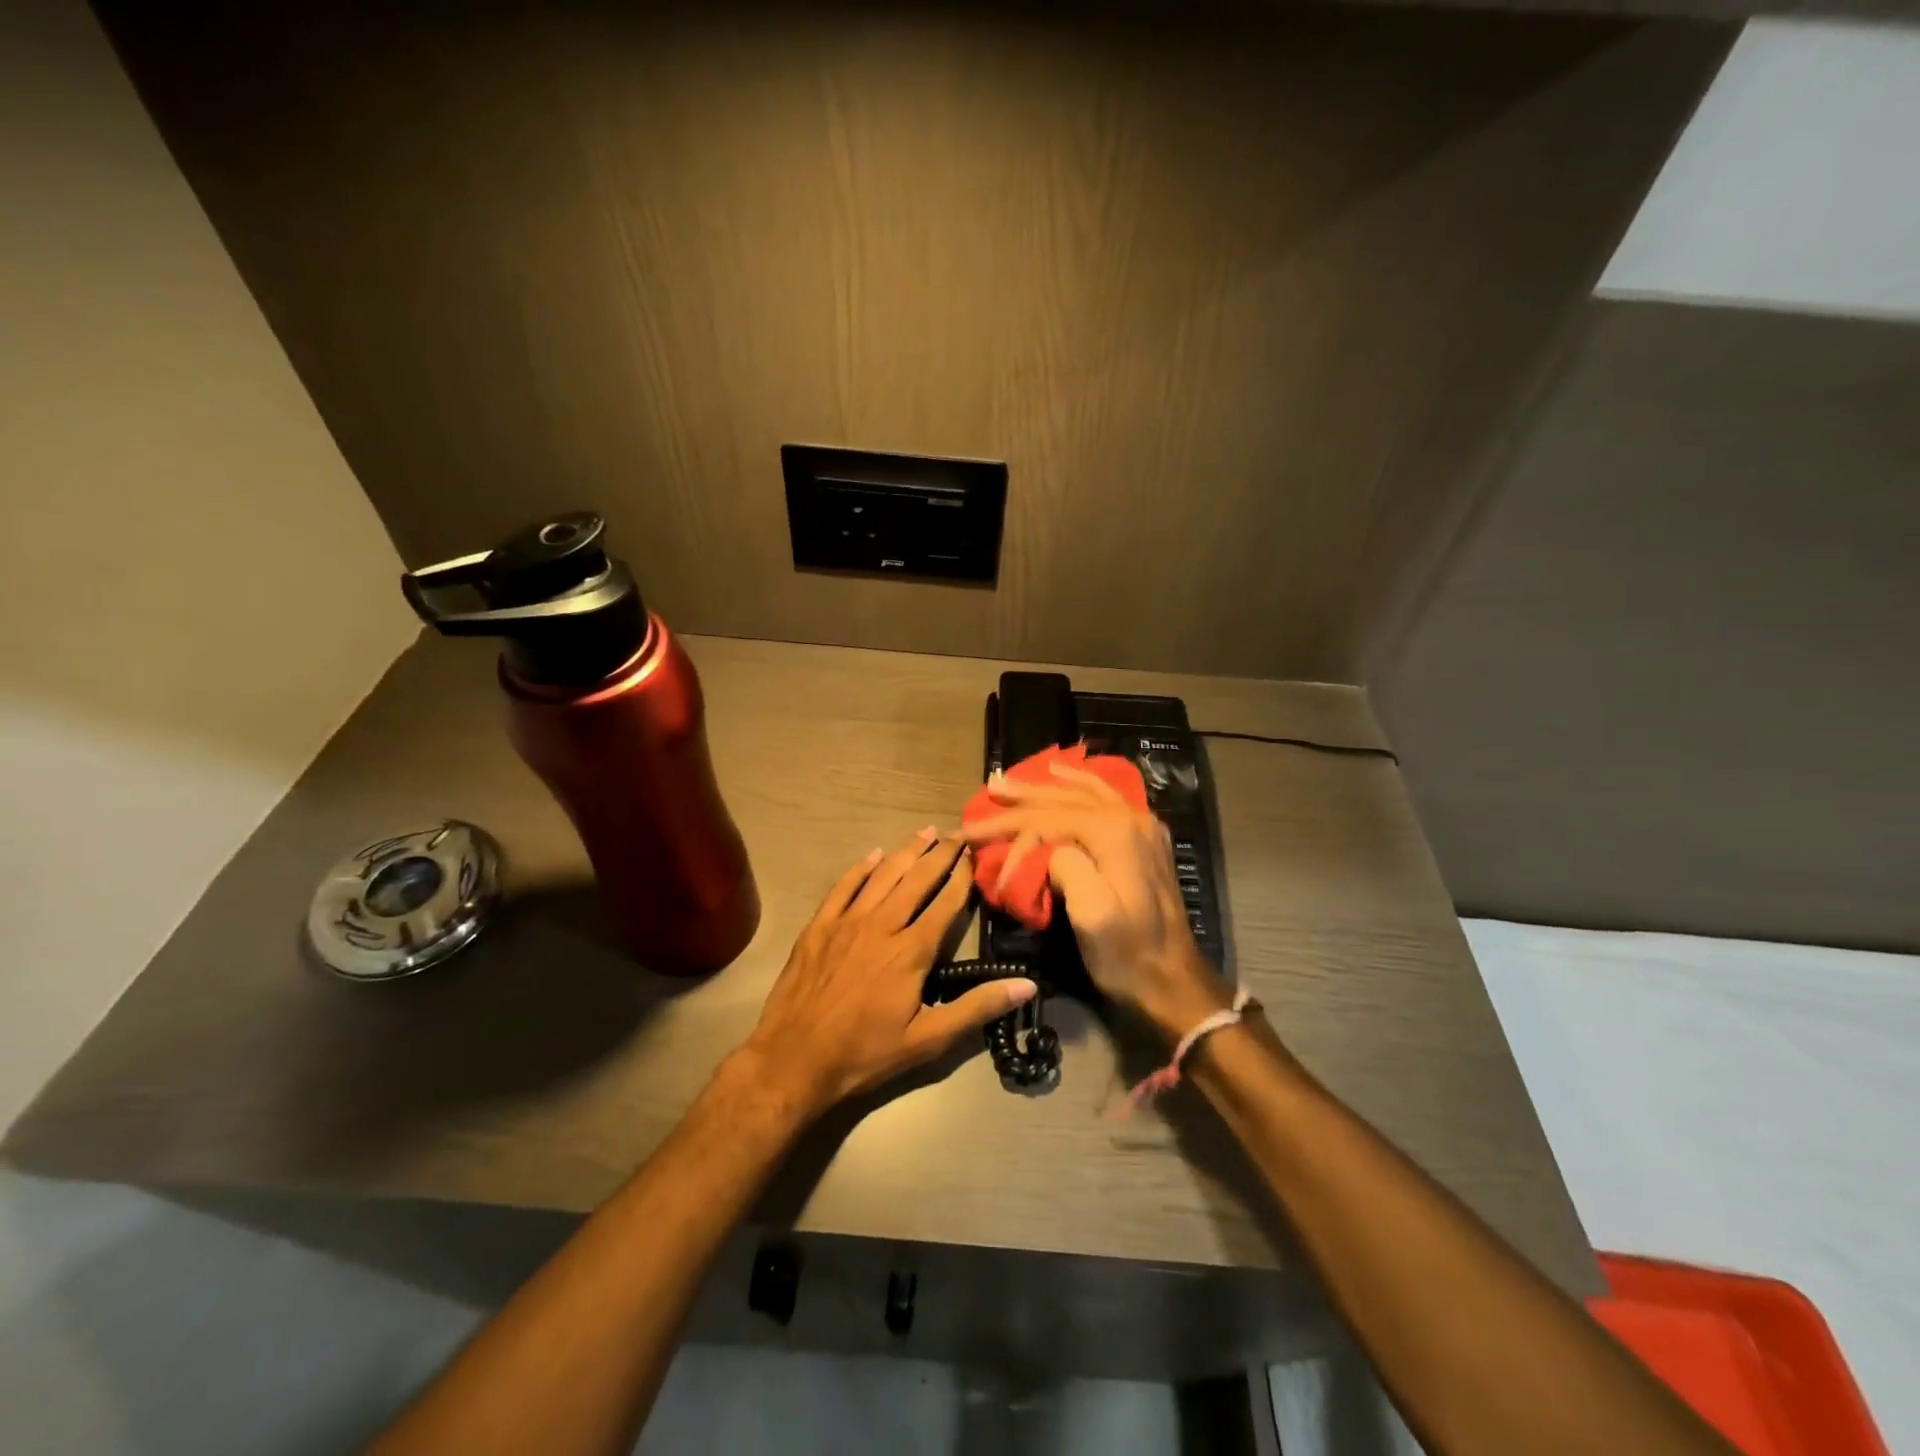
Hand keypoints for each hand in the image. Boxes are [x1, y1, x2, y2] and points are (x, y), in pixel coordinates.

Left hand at [738, 830, 1037, 1116]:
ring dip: (906, 851)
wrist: (793, 1059)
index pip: (946, 903)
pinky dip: (861, 868)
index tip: (977, 852)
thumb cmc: (865, 1053)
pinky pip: (844, 886)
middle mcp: (882, 925)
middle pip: (917, 879)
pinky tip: (873, 855)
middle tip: (958, 832)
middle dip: (941, 854)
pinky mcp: (819, 926)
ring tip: (925, 831)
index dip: (964, 876)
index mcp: (911, 951)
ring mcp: (847, 922)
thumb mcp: (928, 1040)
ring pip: (883, 875)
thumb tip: (1027, 985)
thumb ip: (977, 1008)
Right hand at [961, 764, 1230, 1040]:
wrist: (1174, 982)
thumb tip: (1048, 848)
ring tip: (1016, 778)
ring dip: (1047, 785)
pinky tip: (1065, 777)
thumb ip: (1066, 865)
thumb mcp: (1091, 914)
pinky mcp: (1145, 840)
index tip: (976, 841)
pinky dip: (1080, 785)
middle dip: (1022, 797)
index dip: (1010, 829)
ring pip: (1085, 792)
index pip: (1048, 818)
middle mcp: (1130, 817)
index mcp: (1114, 832)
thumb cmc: (1127, 954)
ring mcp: (1142, 826)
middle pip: (1064, 799)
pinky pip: (1106, 798)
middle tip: (988, 789)